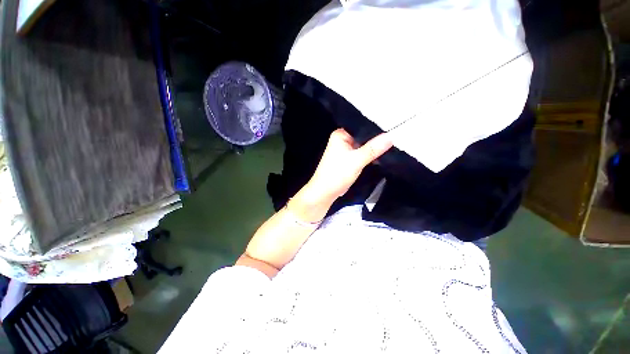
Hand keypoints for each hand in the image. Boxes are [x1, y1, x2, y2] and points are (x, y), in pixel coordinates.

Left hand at [304, 129, 392, 202]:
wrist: (326, 192)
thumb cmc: (337, 174)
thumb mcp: (357, 160)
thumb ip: (373, 148)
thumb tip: (391, 135)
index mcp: (341, 134)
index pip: (361, 126)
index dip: (377, 126)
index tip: (394, 126)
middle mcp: (342, 140)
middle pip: (363, 136)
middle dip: (377, 138)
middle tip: (396, 135)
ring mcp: (345, 150)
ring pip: (363, 146)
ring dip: (374, 148)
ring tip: (393, 143)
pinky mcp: (348, 159)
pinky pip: (362, 154)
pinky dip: (370, 155)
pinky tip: (382, 154)